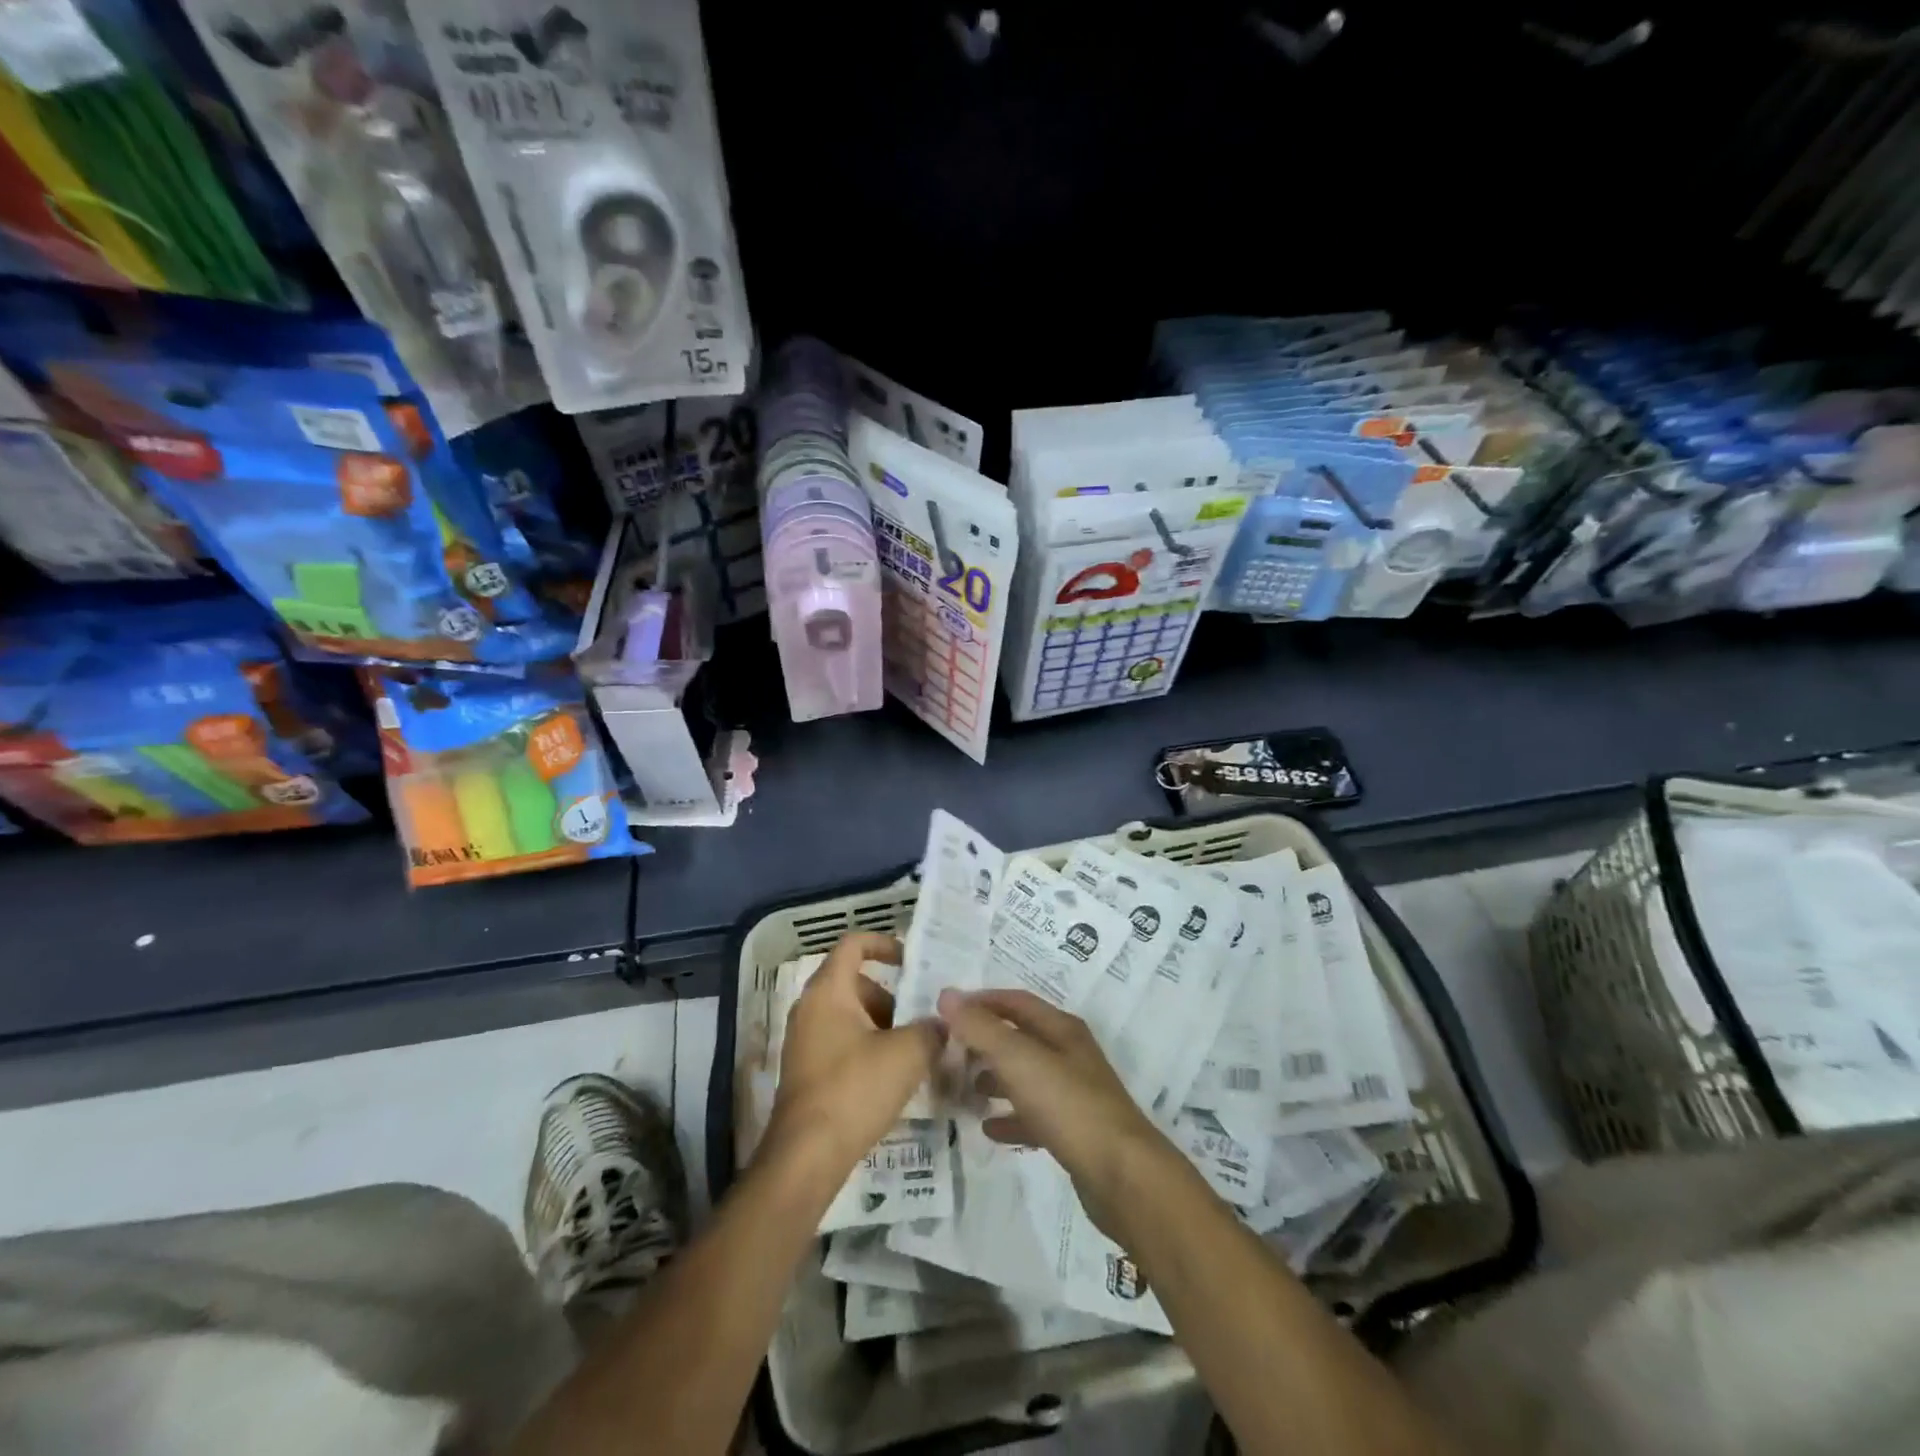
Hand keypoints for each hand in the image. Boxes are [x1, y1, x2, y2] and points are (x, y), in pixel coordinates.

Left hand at [765, 932, 943, 1183]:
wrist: (806, 1156)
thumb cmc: (855, 1089)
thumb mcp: (908, 1053)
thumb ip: (931, 1029)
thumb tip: (941, 1024)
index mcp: (828, 990)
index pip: (854, 944)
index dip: (884, 944)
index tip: (911, 961)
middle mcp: (810, 1008)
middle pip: (855, 983)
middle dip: (891, 996)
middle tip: (920, 1017)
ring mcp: (804, 1041)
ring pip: (849, 1016)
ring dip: (882, 1025)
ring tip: (913, 1050)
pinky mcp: (806, 1071)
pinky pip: (841, 1042)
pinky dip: (867, 1047)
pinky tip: (892, 1077)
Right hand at [936, 987, 1179, 1238]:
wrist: (1122, 1175)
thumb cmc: (1069, 1106)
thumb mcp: (1019, 1060)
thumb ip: (981, 1028)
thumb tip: (946, 995)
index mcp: (1061, 1029)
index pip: (1015, 1001)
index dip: (981, 1002)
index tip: (946, 1011)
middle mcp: (1069, 1054)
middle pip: (1020, 1038)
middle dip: (984, 1042)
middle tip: (948, 1054)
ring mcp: (1074, 1094)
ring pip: (1026, 1076)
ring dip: (994, 1079)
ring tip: (963, 1089)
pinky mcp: (1074, 1131)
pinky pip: (1034, 1115)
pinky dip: (1010, 1117)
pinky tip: (989, 1130)